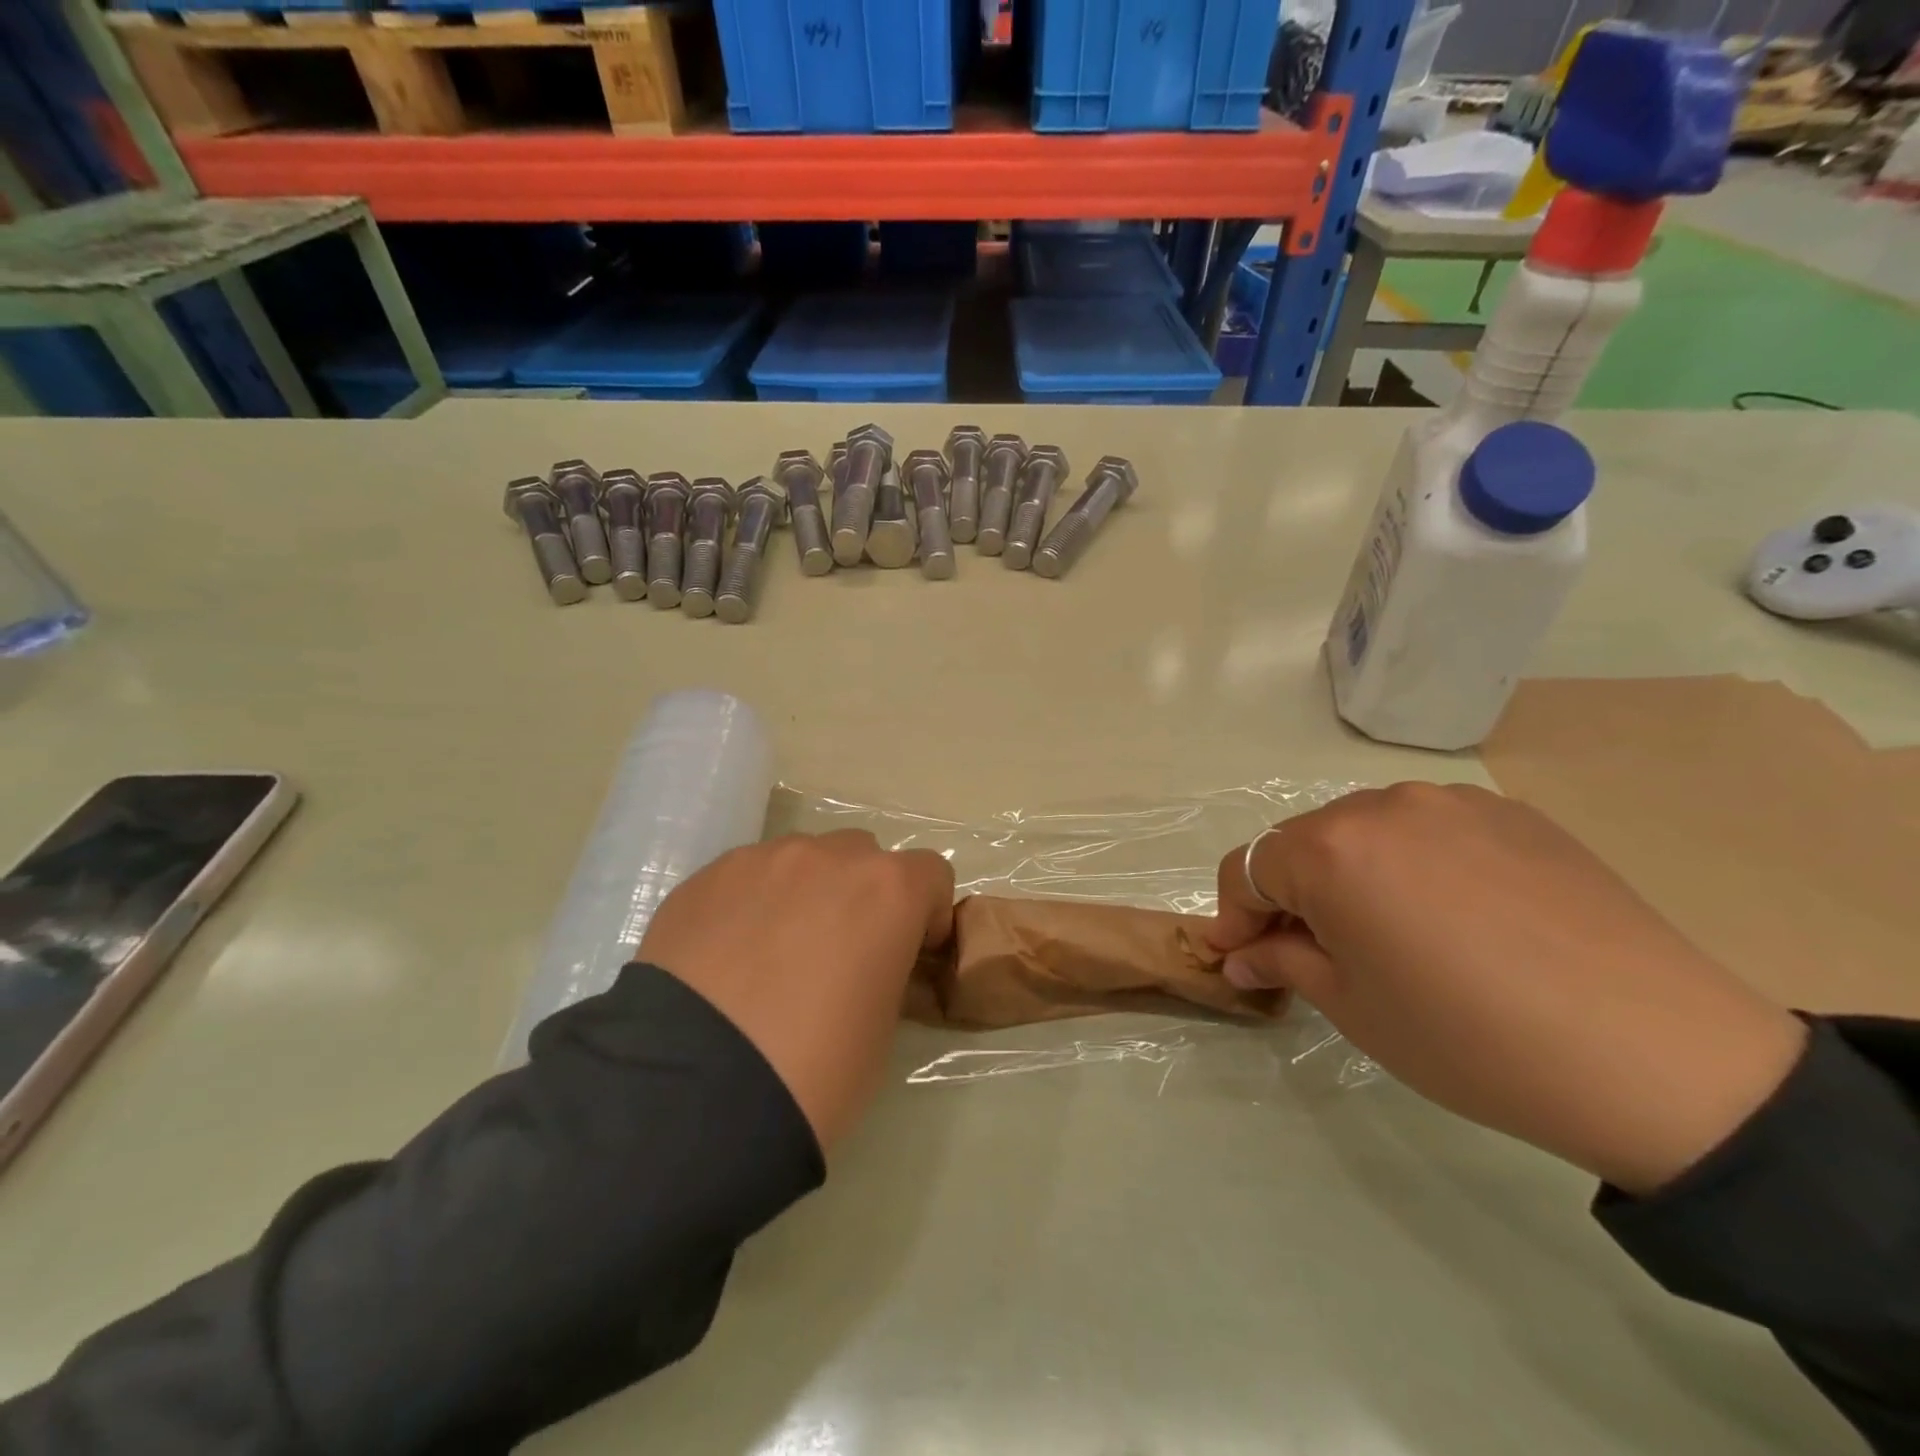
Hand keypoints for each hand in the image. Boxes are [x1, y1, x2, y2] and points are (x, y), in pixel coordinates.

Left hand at [642, 831, 954, 1153]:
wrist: (693, 1093)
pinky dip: (752, 904)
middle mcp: (828, 858)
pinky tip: (727, 958)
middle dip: (861, 895)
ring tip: (772, 955)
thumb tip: (867, 964)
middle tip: (838, 953)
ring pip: (801, 861)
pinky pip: (747, 877)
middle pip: (862, 857)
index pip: (931, 873)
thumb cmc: (814, 1070)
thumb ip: (886, 972)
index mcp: (887, 891)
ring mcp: (762, 860)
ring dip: (805, 894)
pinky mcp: (706, 877)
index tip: (908, 953)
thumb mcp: (880, 1029)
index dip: (925, 913)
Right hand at [1209, 783, 1806, 1194]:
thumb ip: (1282, 962)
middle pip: (1304, 842)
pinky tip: (1456, 915)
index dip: (1233, 913)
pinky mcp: (1513, 812)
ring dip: (1353, 873)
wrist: (1657, 1057)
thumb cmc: (1469, 1038)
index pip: (1248, 866)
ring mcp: (1452, 802)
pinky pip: (1431, 829)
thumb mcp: (1352, 1008)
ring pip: (1366, 830)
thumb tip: (1241, 957)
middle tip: (1314, 951)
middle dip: (1292, 894)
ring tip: (1390, 932)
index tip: (1240, 956)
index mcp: (1331, 850)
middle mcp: (1382, 806)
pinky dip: (1414, 862)